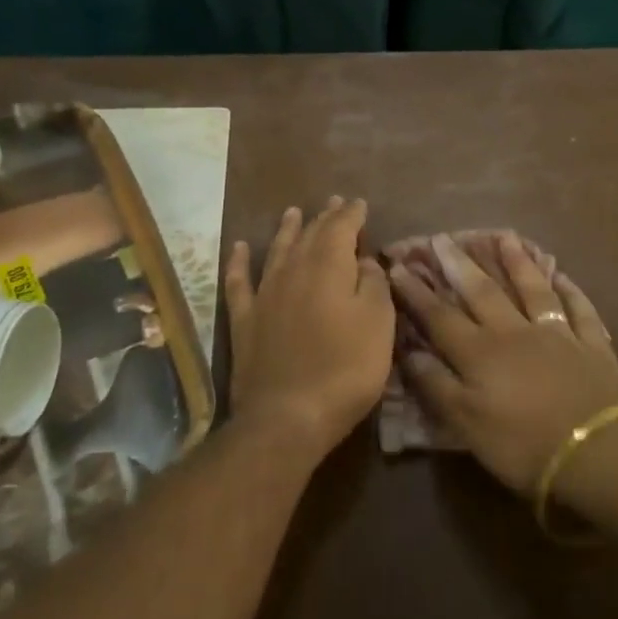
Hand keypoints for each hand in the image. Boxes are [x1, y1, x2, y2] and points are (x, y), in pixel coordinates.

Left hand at [224, 198, 395, 464]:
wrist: (288, 416)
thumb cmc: (345, 369)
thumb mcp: (379, 325)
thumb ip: (374, 285)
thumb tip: (365, 260)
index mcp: (329, 268)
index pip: (342, 228)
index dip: (352, 214)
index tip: (360, 203)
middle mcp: (293, 271)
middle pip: (310, 235)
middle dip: (324, 217)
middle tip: (334, 202)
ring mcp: (265, 294)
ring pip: (276, 250)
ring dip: (287, 230)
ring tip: (293, 212)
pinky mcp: (244, 320)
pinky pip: (239, 282)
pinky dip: (238, 262)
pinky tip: (239, 248)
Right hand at [388, 234, 617, 494]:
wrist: (597, 454)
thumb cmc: (523, 445)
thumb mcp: (466, 424)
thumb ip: (436, 385)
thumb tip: (408, 352)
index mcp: (480, 353)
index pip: (440, 316)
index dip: (417, 293)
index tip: (398, 267)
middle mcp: (515, 332)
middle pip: (483, 292)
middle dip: (460, 265)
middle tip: (443, 238)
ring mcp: (557, 333)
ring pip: (532, 289)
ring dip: (516, 262)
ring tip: (503, 237)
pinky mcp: (591, 344)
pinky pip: (578, 308)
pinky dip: (569, 290)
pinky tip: (561, 275)